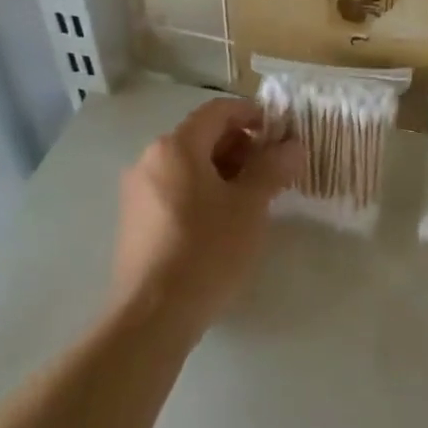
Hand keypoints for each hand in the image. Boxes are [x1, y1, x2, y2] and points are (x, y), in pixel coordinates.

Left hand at [113, 98, 301, 341]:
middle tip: (274, 170)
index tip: (282, 136)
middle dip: (242, 146)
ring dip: (225, 171)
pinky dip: (203, 192)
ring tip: (254, 198)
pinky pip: (175, 190)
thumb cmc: (206, 250)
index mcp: (175, 146)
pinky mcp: (135, 222)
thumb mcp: (250, 206)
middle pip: (202, 136)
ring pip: (189, 165)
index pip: (219, 111)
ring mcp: (138, 192)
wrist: (152, 317)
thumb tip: (293, 146)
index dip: (254, 115)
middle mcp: (150, 160)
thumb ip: (274, 168)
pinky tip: (224, 222)